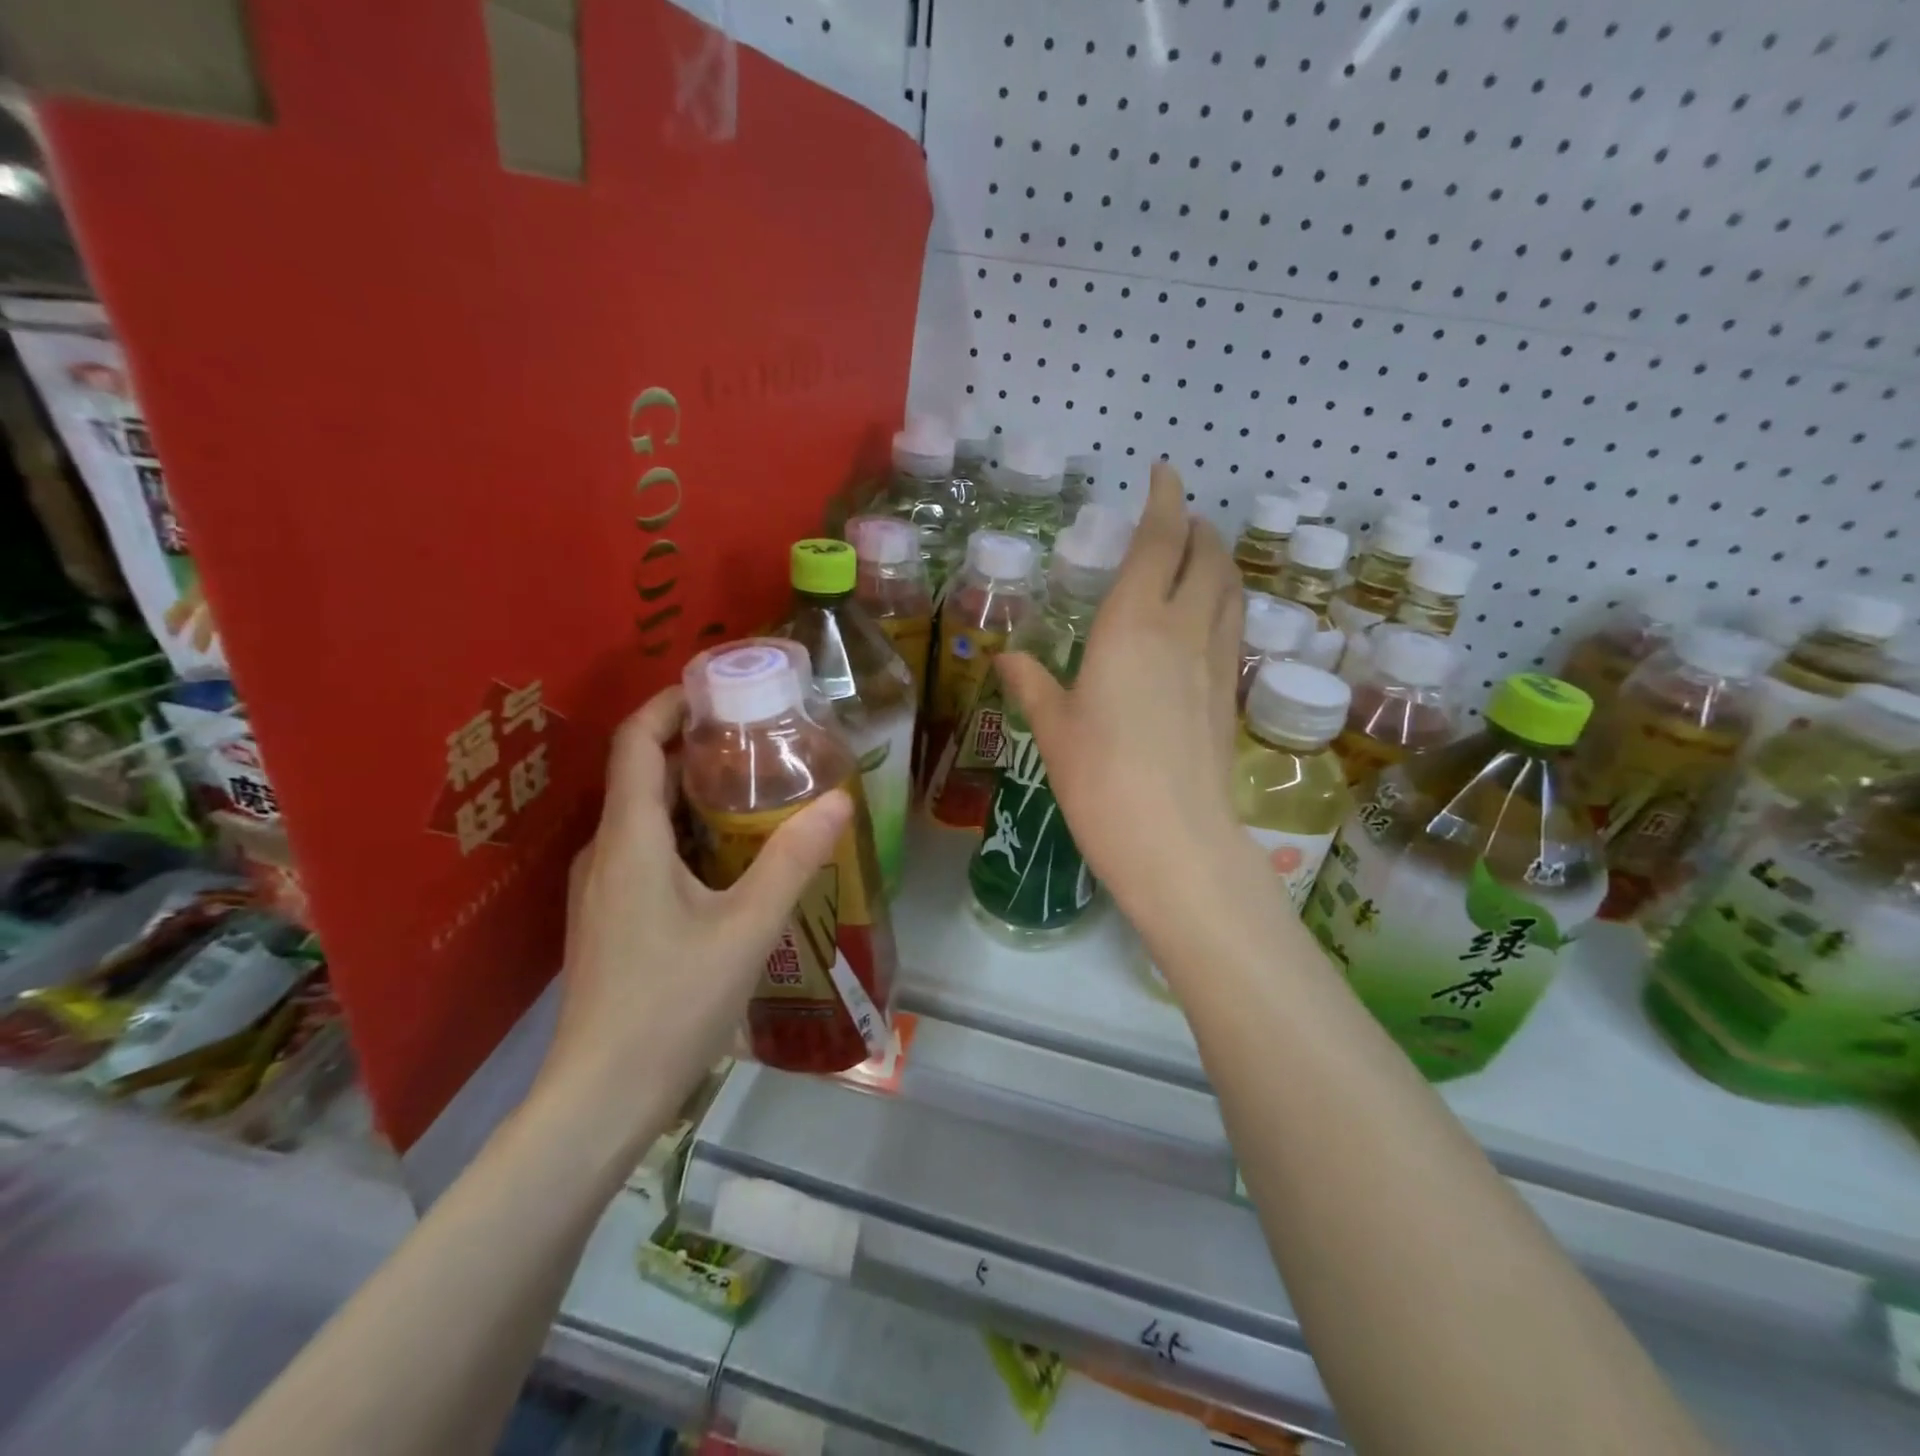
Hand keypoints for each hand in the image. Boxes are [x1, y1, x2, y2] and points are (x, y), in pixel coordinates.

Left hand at [535, 687, 850, 1137]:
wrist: (601, 1097)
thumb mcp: (748, 928)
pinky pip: (645, 849)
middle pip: (640, 773)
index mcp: (630, 840)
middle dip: (692, 743)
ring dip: (689, 789)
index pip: (636, 742)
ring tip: (751, 787)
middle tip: (756, 735)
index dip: (669, 703)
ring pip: (643, 815)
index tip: (718, 687)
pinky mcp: (609, 917)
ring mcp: (602, 888)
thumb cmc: (672, 1005)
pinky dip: (683, 830)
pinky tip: (727, 854)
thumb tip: (839, 799)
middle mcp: (606, 852)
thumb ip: (794, 860)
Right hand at [995, 461, 1246, 929]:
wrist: (1173, 839)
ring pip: (1230, 589)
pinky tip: (1205, 621)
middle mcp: (1183, 629)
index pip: (1159, 542)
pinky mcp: (1229, 695)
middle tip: (1177, 520)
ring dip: (1218, 561)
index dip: (1164, 500)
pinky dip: (1224, 603)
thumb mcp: (1054, 728)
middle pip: (1207, 556)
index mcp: (1133, 625)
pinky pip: (1233, 627)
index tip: (1162, 473)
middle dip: (1196, 527)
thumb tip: (1006, 658)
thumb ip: (1032, 684)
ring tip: (1199, 558)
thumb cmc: (1099, 778)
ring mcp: (1215, 662)